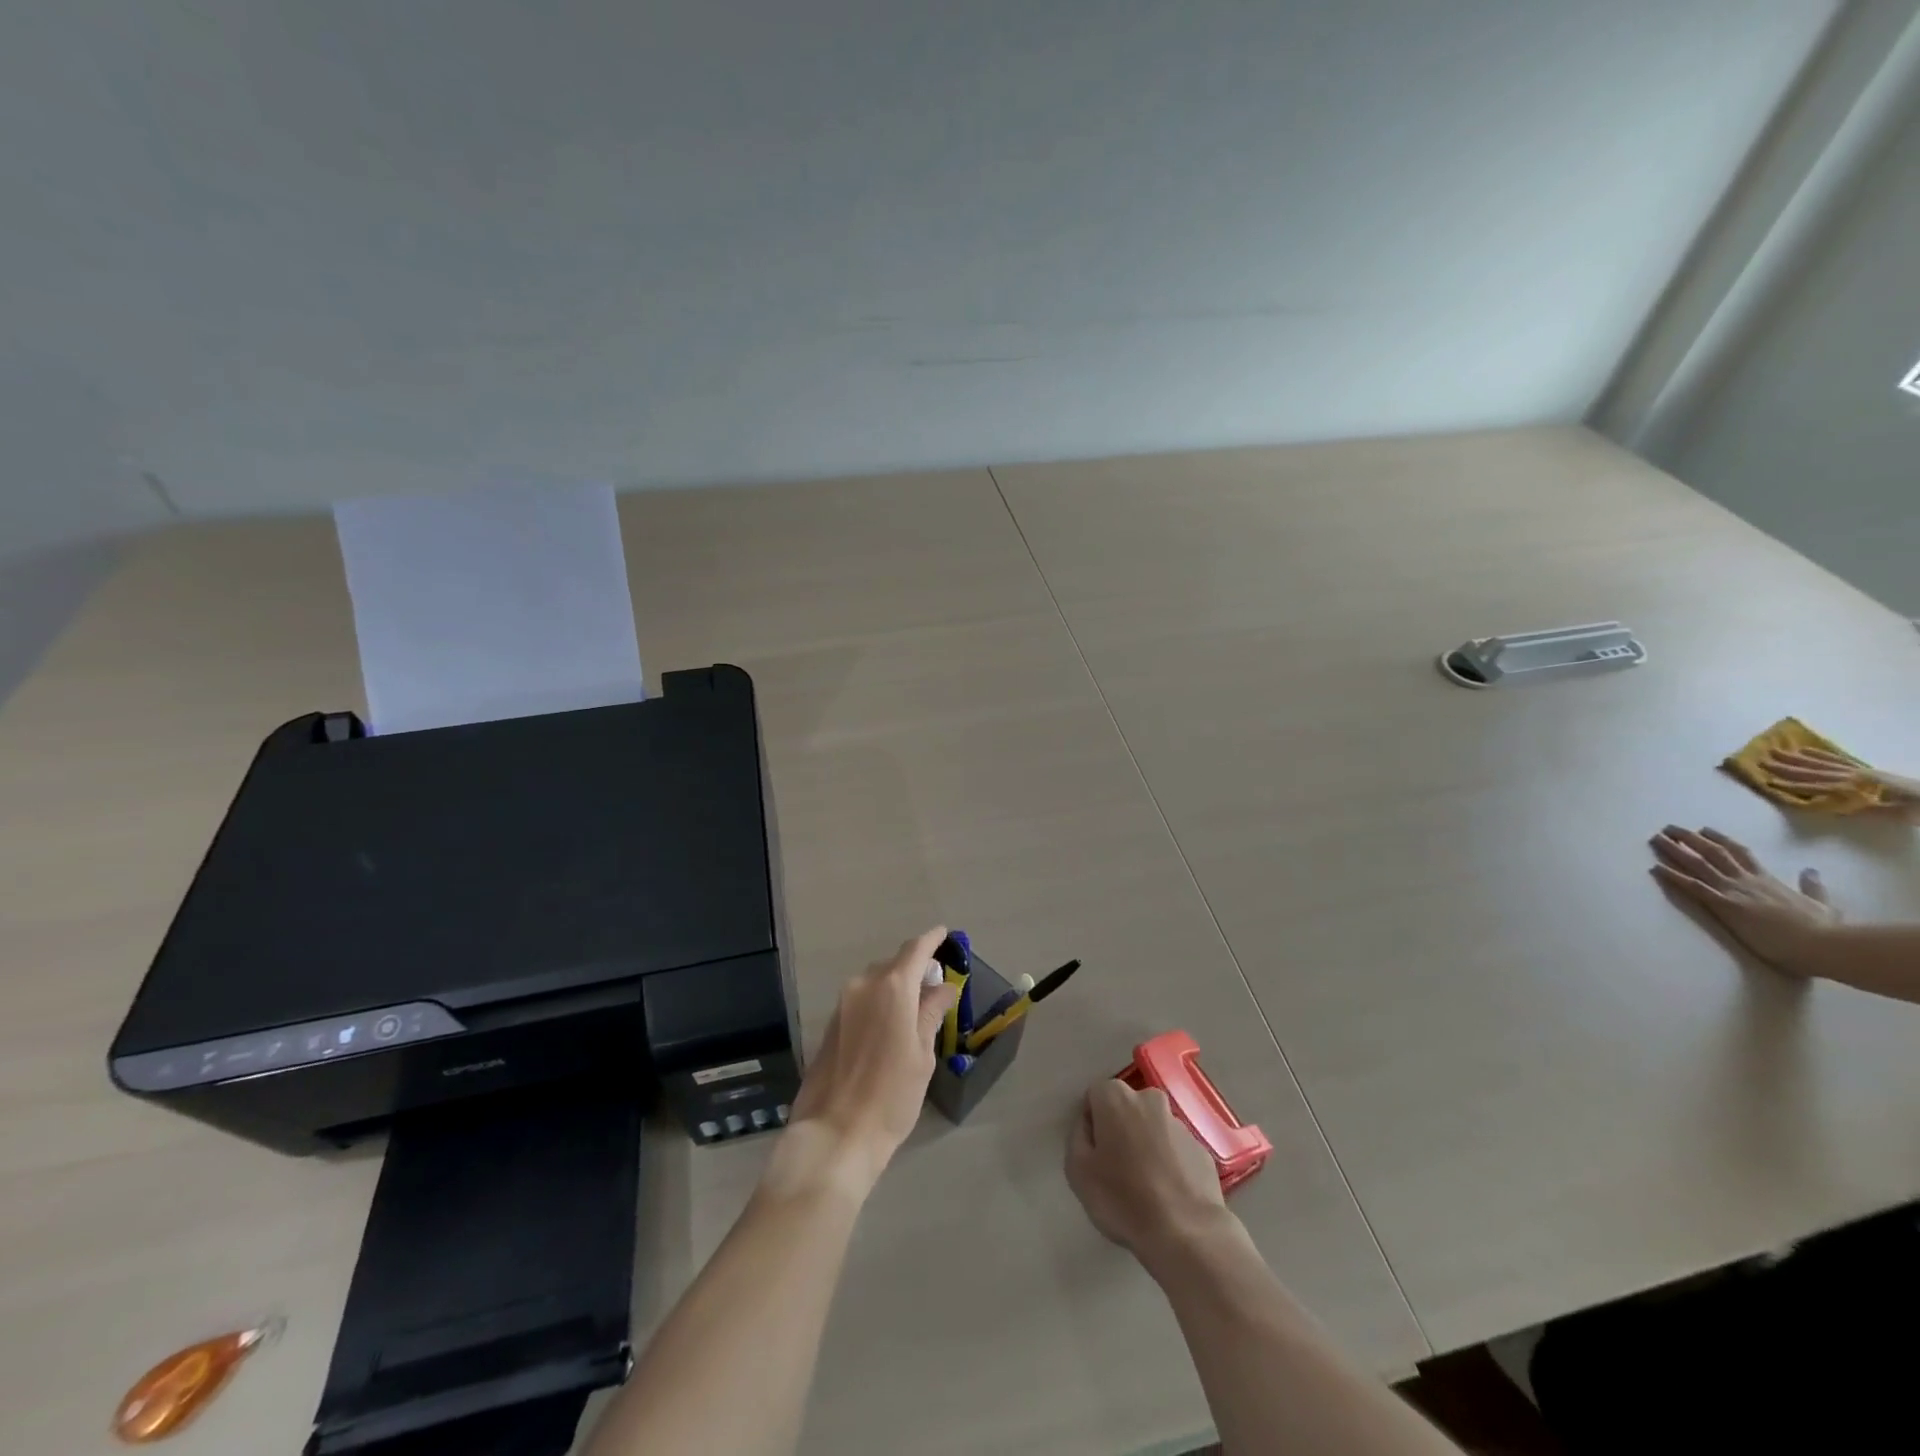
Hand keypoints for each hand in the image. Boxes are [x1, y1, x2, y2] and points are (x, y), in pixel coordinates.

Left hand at [772, 928, 956, 1196]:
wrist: (834, 1133)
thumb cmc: (891, 1096)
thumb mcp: (922, 1055)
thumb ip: (931, 1014)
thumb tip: (942, 988)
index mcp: (892, 987)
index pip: (916, 950)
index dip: (932, 940)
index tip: (946, 935)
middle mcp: (864, 985)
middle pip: (895, 965)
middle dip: (916, 969)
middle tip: (936, 987)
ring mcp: (843, 1003)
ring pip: (876, 982)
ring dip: (896, 987)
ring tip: (916, 1010)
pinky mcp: (831, 1023)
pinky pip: (862, 999)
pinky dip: (880, 1002)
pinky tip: (891, 1026)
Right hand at [1066, 1078, 1231, 1269]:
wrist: (1187, 1234)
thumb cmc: (1123, 1199)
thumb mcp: (1077, 1171)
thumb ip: (1077, 1137)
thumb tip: (1088, 1126)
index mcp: (1117, 1098)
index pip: (1096, 1096)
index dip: (1091, 1122)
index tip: (1093, 1152)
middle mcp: (1149, 1100)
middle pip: (1127, 1107)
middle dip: (1120, 1129)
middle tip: (1116, 1168)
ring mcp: (1180, 1124)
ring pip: (1153, 1127)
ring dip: (1146, 1145)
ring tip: (1144, 1187)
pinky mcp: (1201, 1149)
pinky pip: (1175, 1150)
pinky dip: (1169, 1163)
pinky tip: (1167, 1194)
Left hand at [1649, 826, 1840, 975]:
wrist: (1824, 944)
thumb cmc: (1824, 929)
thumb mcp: (1822, 903)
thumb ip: (1812, 886)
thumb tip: (1810, 870)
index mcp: (1767, 879)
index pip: (1740, 853)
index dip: (1719, 839)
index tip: (1703, 829)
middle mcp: (1746, 880)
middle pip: (1713, 852)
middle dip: (1689, 838)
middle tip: (1668, 828)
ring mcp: (1734, 891)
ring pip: (1698, 864)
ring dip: (1674, 850)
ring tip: (1655, 838)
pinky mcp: (1725, 904)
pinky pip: (1693, 886)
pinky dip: (1673, 876)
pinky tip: (1655, 867)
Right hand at [1763, 746, 1919, 807]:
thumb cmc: (1916, 809)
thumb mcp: (1891, 814)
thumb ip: (1860, 808)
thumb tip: (1828, 804)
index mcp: (1858, 787)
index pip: (1817, 786)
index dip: (1793, 784)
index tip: (1768, 781)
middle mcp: (1854, 776)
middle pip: (1814, 771)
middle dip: (1787, 766)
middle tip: (1762, 760)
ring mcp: (1860, 771)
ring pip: (1822, 763)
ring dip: (1797, 758)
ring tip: (1777, 752)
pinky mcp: (1866, 770)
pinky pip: (1839, 760)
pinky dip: (1821, 755)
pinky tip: (1806, 751)